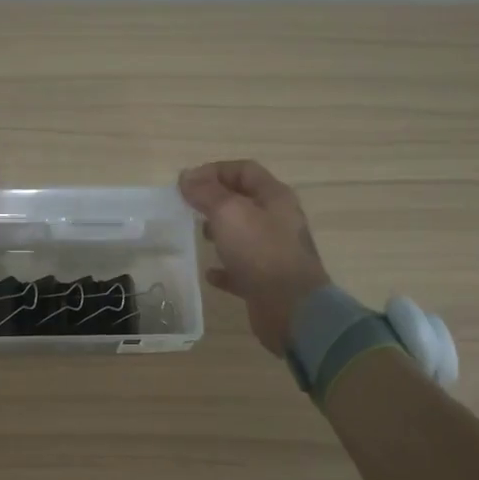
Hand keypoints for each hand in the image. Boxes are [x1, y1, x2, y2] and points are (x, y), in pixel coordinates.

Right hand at [179, 160, 330, 355]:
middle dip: (215, 200)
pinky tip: (209, 273)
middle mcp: (278, 221)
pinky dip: (224, 268)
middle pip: (244, 201)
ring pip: (243, 234)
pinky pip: (242, 268)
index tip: (186, 182)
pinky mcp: (267, 281)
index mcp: (275, 197)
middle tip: (189, 208)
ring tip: (198, 235)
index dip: (214, 171)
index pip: (244, 170)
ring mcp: (274, 252)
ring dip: (220, 231)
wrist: (292, 309)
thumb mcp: (229, 213)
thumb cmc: (261, 252)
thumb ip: (206, 192)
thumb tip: (187, 176)